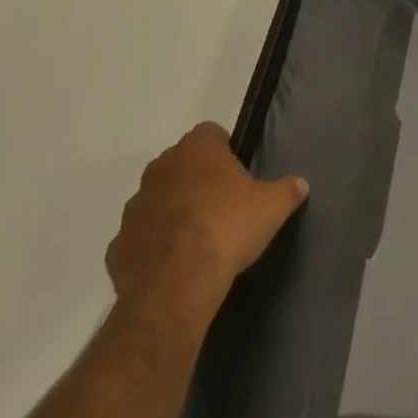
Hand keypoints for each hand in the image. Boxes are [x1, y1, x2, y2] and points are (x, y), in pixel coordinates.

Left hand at [105, 123, 307, 322]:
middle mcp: (160, 169)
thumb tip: (300, 184)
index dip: (225, 148)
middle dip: (197, 178)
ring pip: (157, 199)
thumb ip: (287, 190)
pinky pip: (141, 237)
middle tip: (223, 202)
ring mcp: (134, 207)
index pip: (210, 133)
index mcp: (197, 150)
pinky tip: (175, 262)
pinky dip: (154, 244)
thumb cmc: (228, 227)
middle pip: (181, 163)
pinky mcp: (117, 246)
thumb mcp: (273, 206)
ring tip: (198, 235)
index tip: (238, 170)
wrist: (177, 284)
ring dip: (173, 210)